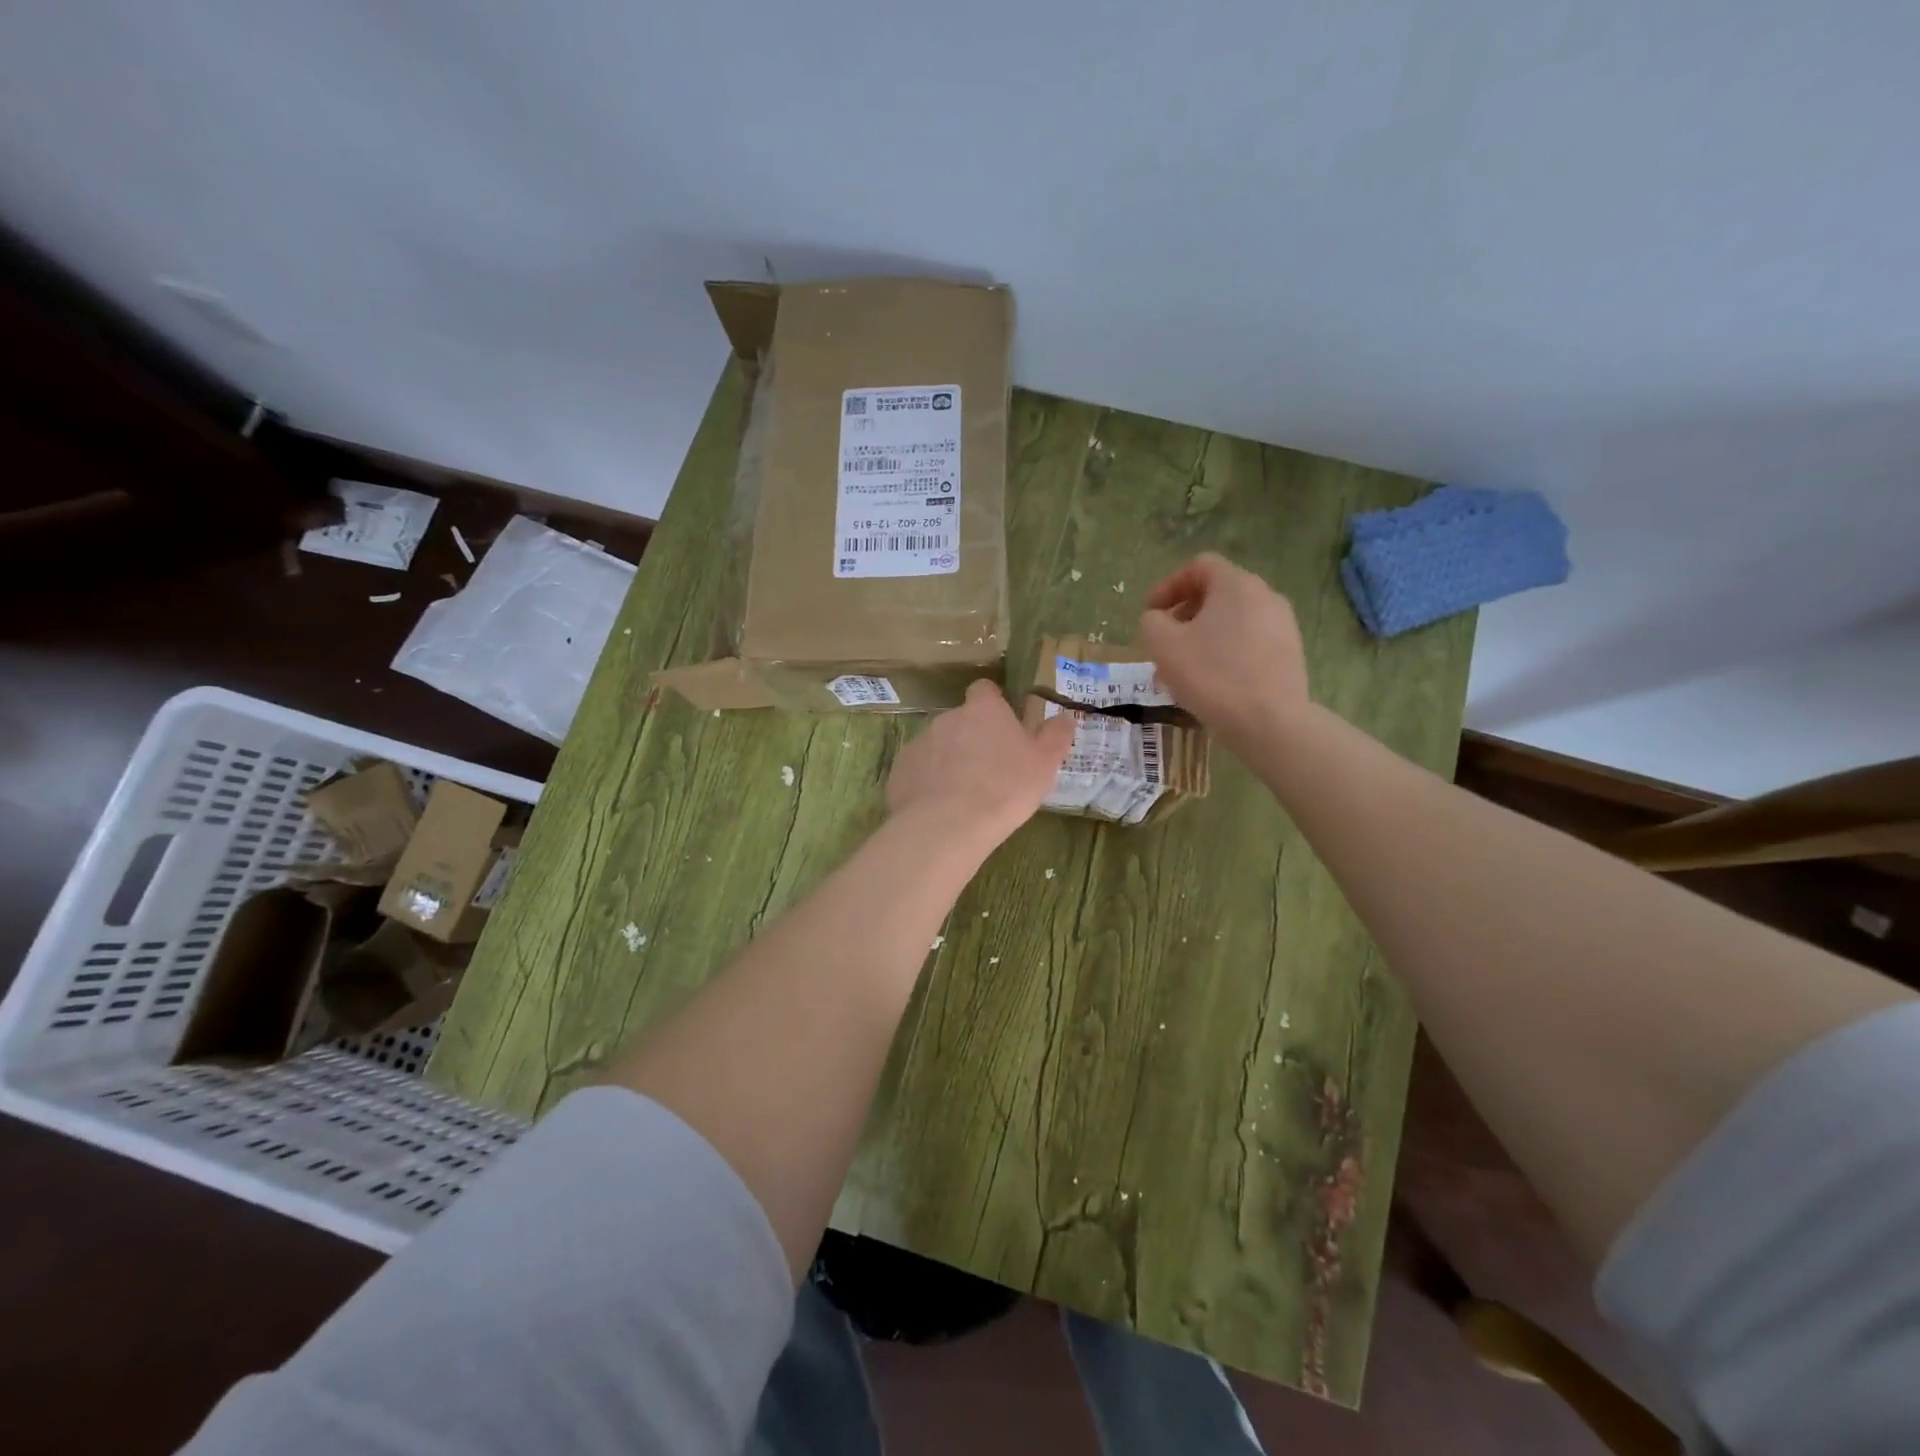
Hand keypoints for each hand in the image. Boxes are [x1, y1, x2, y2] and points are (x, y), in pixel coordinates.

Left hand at [887, 680, 1075, 850]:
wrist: (947, 825)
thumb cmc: (1005, 788)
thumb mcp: (1044, 764)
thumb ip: (1056, 736)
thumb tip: (1066, 716)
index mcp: (983, 710)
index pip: (985, 690)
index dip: (994, 704)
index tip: (1004, 725)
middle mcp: (947, 718)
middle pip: (962, 721)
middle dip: (973, 738)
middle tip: (990, 770)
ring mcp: (920, 743)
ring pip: (939, 746)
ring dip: (950, 761)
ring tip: (965, 795)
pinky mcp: (900, 771)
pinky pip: (919, 771)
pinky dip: (929, 783)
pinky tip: (941, 809)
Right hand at [1138, 553, 1311, 747]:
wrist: (1271, 722)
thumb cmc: (1213, 676)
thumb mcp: (1163, 646)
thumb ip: (1152, 622)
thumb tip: (1159, 620)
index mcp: (1236, 585)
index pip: (1200, 566)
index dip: (1169, 585)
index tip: (1152, 612)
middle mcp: (1265, 596)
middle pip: (1218, 593)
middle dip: (1185, 614)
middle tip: (1165, 642)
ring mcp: (1283, 625)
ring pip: (1233, 621)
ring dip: (1204, 637)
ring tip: (1185, 668)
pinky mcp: (1290, 653)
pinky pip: (1250, 642)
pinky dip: (1226, 652)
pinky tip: (1212, 683)